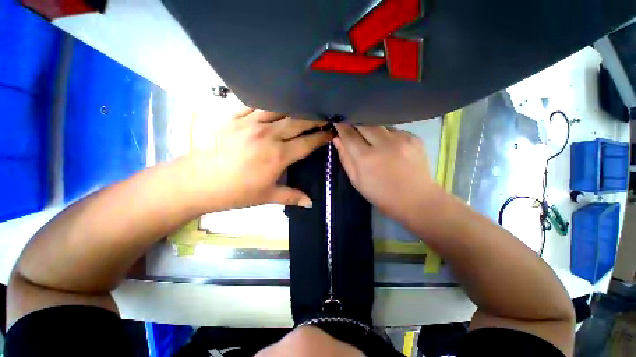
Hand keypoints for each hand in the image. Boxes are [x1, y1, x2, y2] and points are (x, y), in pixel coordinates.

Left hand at [186, 108, 332, 210]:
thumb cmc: (237, 192)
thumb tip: (311, 203)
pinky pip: (254, 103)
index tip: (331, 132)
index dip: (321, 137)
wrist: (201, 182)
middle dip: (313, 119)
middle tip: (322, 116)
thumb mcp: (267, 197)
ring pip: (279, 108)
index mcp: (278, 156)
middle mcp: (268, 136)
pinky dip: (267, 102)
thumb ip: (292, 196)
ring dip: (293, 107)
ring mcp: (250, 123)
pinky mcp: (234, 117)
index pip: (307, 143)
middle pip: (298, 122)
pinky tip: (275, 101)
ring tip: (302, 106)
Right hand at [333, 123, 439, 219]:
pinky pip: (394, 130)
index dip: (341, 126)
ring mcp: (401, 139)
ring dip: (372, 129)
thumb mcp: (357, 181)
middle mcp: (383, 144)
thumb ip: (346, 159)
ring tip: (373, 141)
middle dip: (355, 123)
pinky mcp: (414, 138)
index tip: (337, 121)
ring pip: (380, 125)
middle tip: (352, 126)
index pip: (349, 135)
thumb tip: (337, 139)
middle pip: (364, 124)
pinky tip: (390, 147)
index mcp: (366, 158)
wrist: (416, 200)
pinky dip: (387, 135)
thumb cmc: (381, 195)